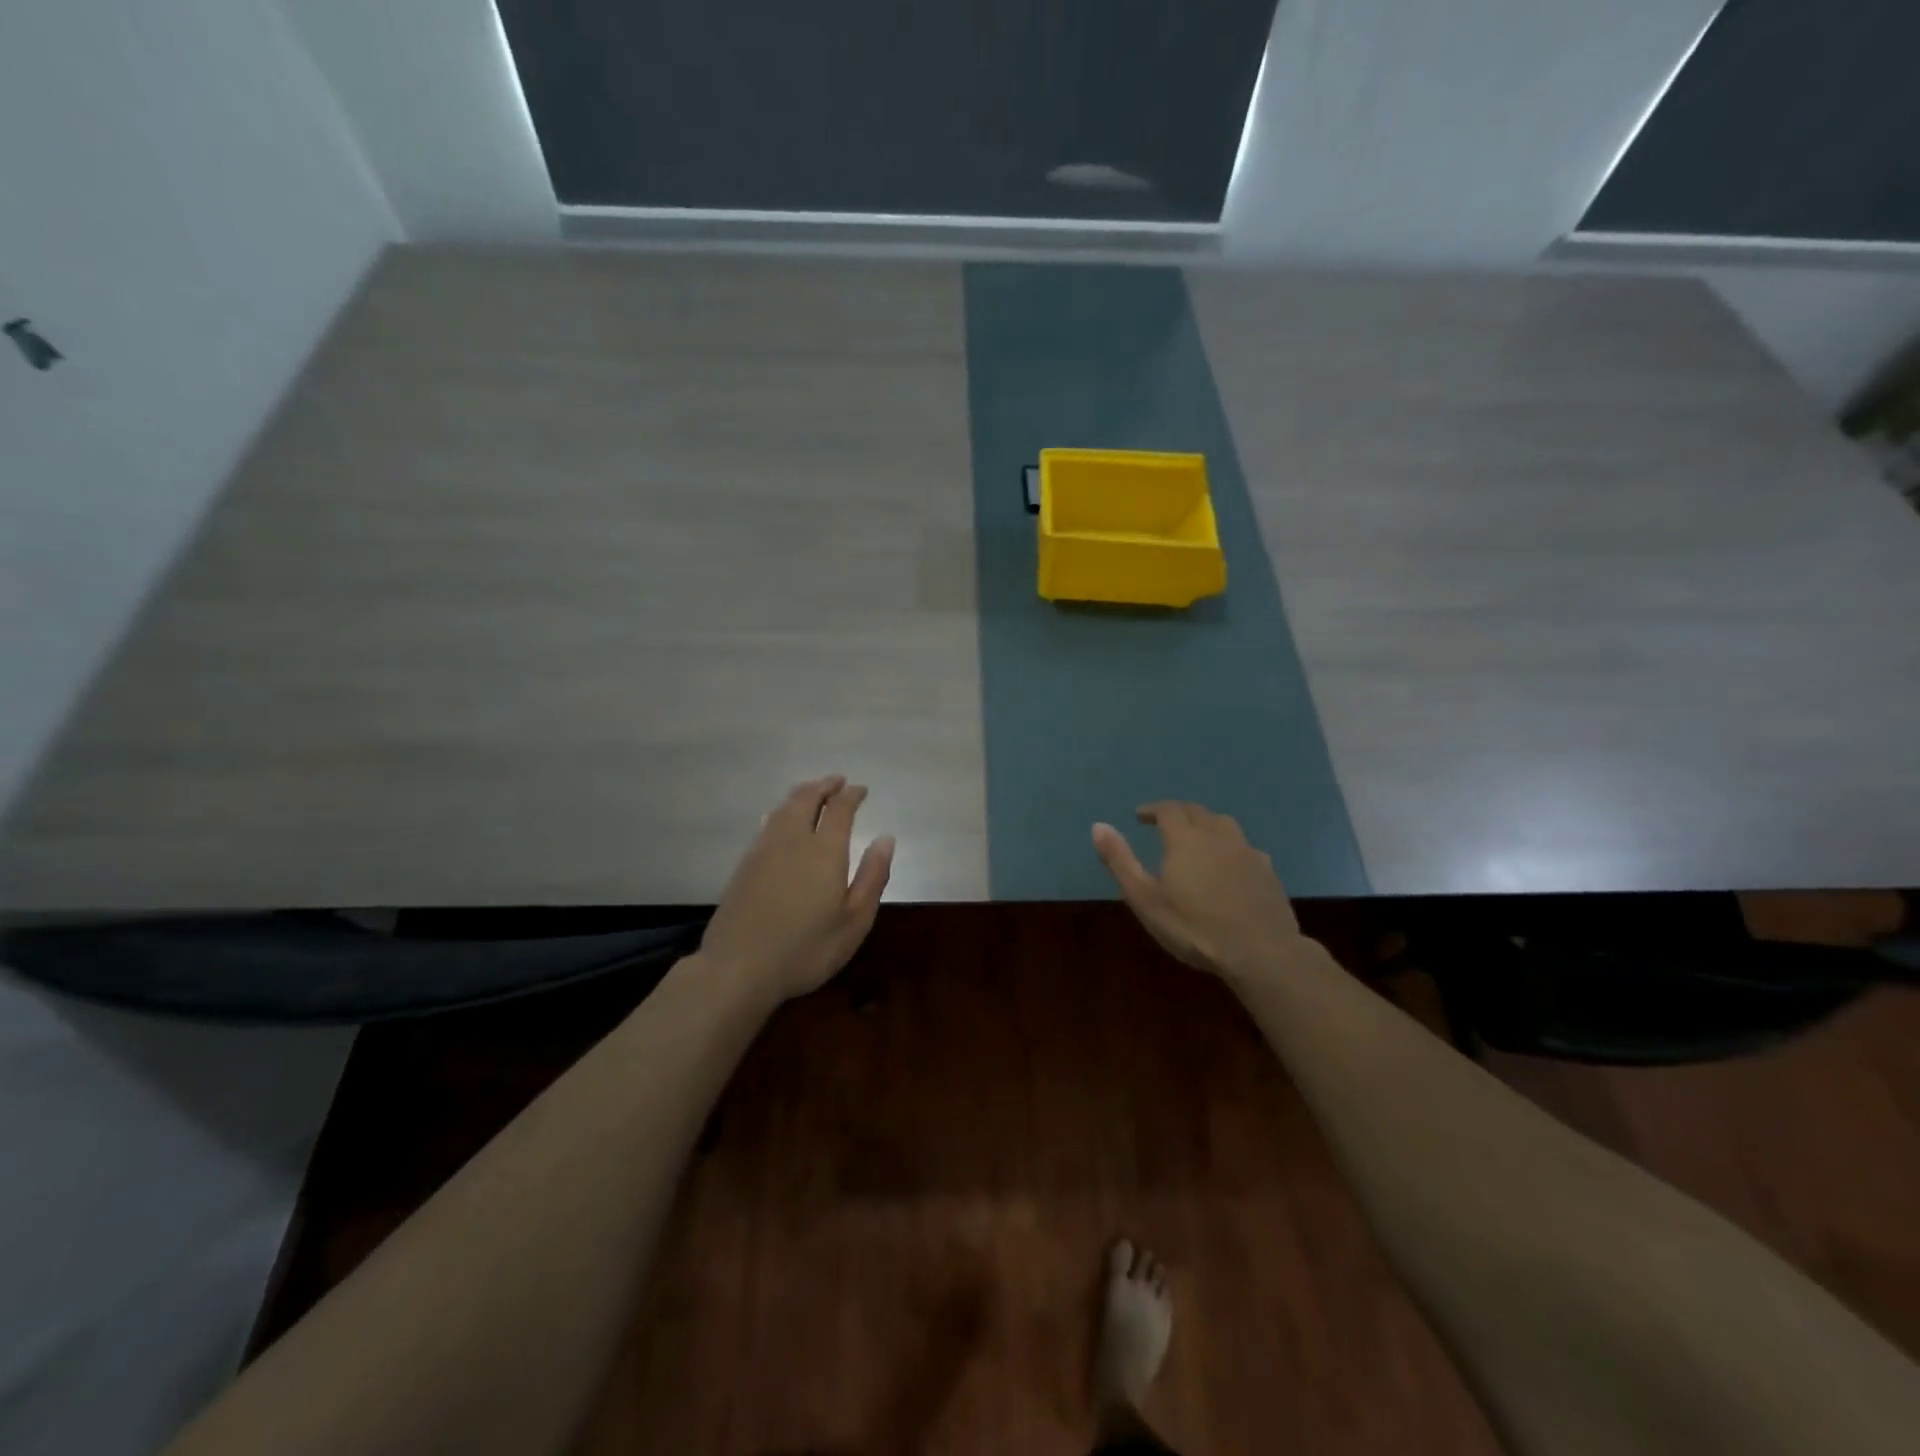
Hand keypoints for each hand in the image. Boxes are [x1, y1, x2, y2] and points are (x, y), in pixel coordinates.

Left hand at [699, 776, 893, 1006]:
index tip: (862, 790)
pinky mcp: (745, 865)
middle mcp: (793, 840)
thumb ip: (873, 876)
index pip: (840, 809)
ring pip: (784, 807)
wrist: (738, 968)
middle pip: (807, 798)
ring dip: (802, 794)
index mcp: (824, 850)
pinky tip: (781, 819)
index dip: (852, 795)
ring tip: (813, 792)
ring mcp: (764, 850)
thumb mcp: (854, 921)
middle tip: (838, 782)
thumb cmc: (806, 949)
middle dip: (824, 785)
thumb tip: (886, 839)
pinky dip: (782, 811)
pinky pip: (768, 823)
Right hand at [1092, 802, 1310, 981]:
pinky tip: (1230, 863)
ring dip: (1206, 823)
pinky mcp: (1268, 872)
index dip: (1152, 809)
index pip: (1168, 810)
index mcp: (1185, 839)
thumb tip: (1098, 826)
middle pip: (1197, 812)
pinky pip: (1245, 847)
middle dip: (1178, 813)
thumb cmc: (1193, 927)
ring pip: (1224, 824)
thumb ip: (1120, 861)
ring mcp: (1247, 852)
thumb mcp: (1145, 898)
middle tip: (1164, 823)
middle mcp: (1217, 836)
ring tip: (1197, 837)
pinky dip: (1230, 846)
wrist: (1260, 952)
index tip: (1140, 816)